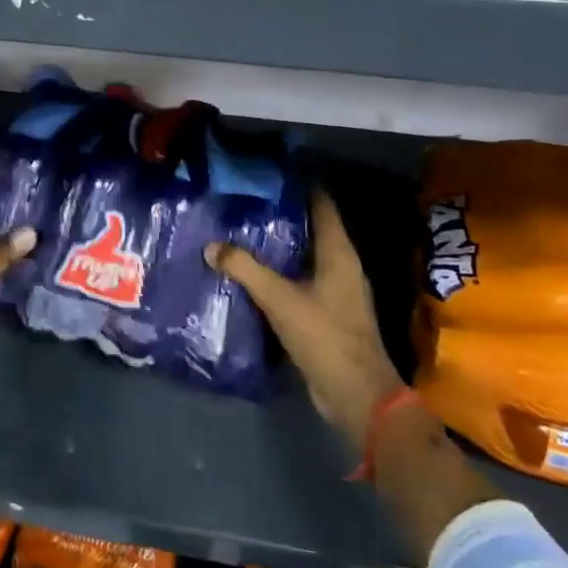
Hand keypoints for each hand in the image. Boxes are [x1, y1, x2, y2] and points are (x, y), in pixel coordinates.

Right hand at [206, 190, 403, 453]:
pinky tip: (251, 275)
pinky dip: (278, 274)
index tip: (272, 172)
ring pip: (304, 258)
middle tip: (246, 201)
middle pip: (311, 230)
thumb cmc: (324, 336)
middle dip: (282, 215)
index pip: (322, 206)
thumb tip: (212, 246)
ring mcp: (336, 292)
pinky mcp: (327, 314)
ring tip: (242, 232)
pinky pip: (299, 282)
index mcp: (339, 254)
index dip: (302, 186)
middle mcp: (341, 267)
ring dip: (278, 247)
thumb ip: (245, 270)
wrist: (356, 395)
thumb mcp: (280, 299)